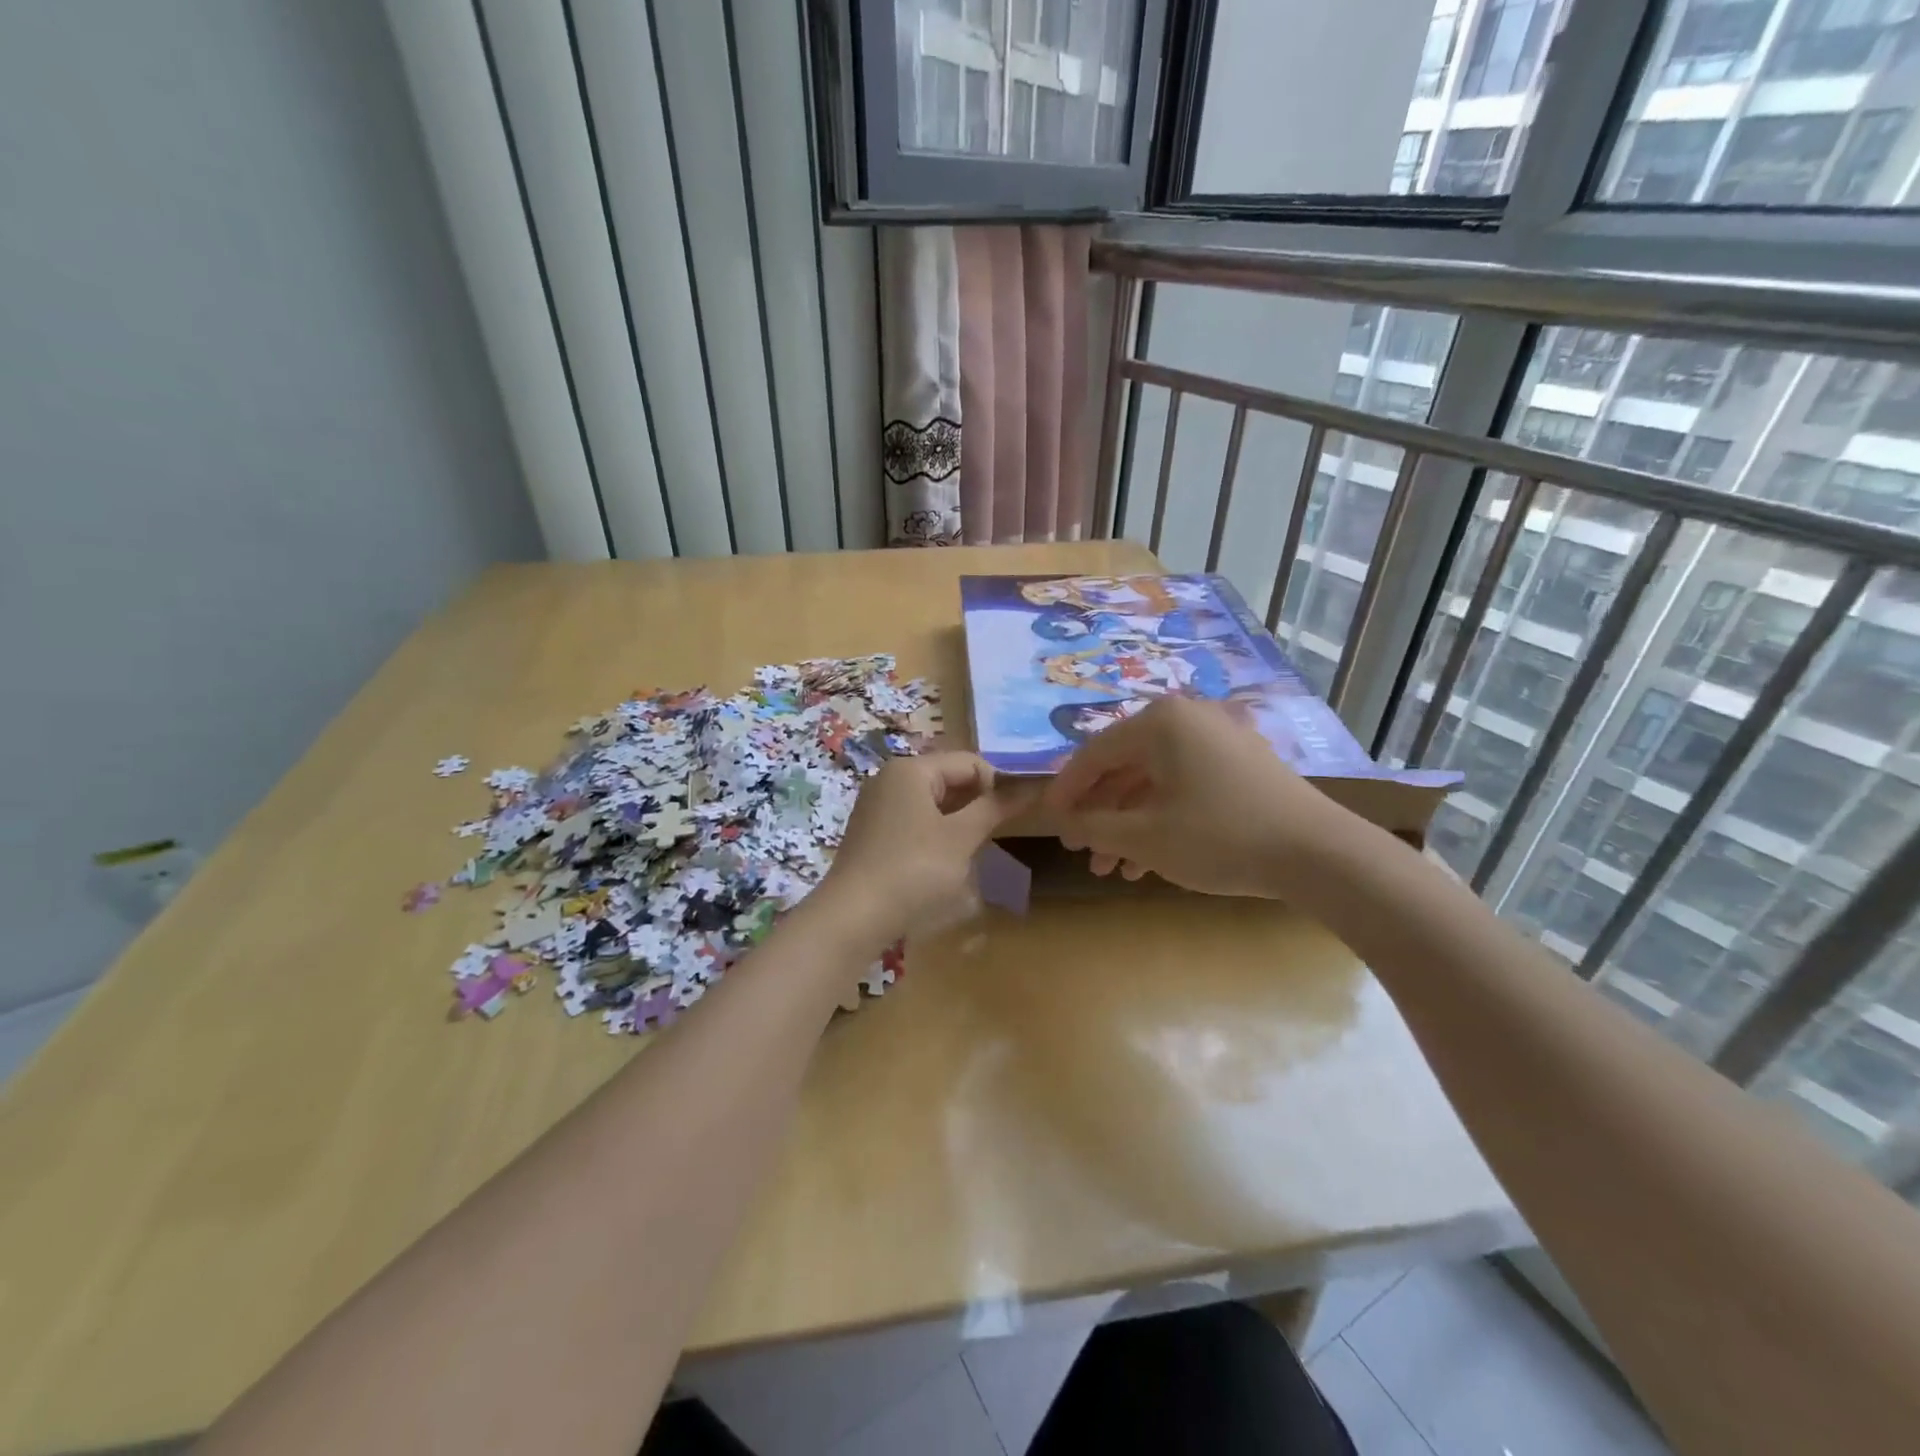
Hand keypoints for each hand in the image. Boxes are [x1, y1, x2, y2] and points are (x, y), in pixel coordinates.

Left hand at [820, 752, 1023, 946]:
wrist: (853, 917)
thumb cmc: (914, 870)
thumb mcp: (961, 837)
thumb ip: (994, 808)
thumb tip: (1029, 787)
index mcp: (911, 769)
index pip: (970, 762)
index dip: (998, 784)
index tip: (1016, 816)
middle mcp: (890, 779)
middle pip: (949, 779)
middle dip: (977, 803)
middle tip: (997, 835)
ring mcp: (877, 806)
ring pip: (932, 803)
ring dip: (958, 821)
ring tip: (973, 850)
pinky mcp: (871, 833)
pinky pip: (914, 821)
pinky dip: (936, 834)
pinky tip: (944, 862)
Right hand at [1043, 696, 1350, 897]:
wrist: (1319, 854)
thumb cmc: (1221, 837)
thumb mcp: (1146, 837)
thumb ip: (1093, 826)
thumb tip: (1063, 820)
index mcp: (1160, 722)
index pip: (1094, 753)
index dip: (1067, 790)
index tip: (1048, 822)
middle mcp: (1188, 718)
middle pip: (1124, 767)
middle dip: (1100, 815)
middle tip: (1081, 850)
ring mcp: (1219, 739)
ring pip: (1155, 781)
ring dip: (1128, 824)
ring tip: (1111, 867)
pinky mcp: (1242, 763)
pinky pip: (1185, 785)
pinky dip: (1161, 818)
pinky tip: (1147, 861)